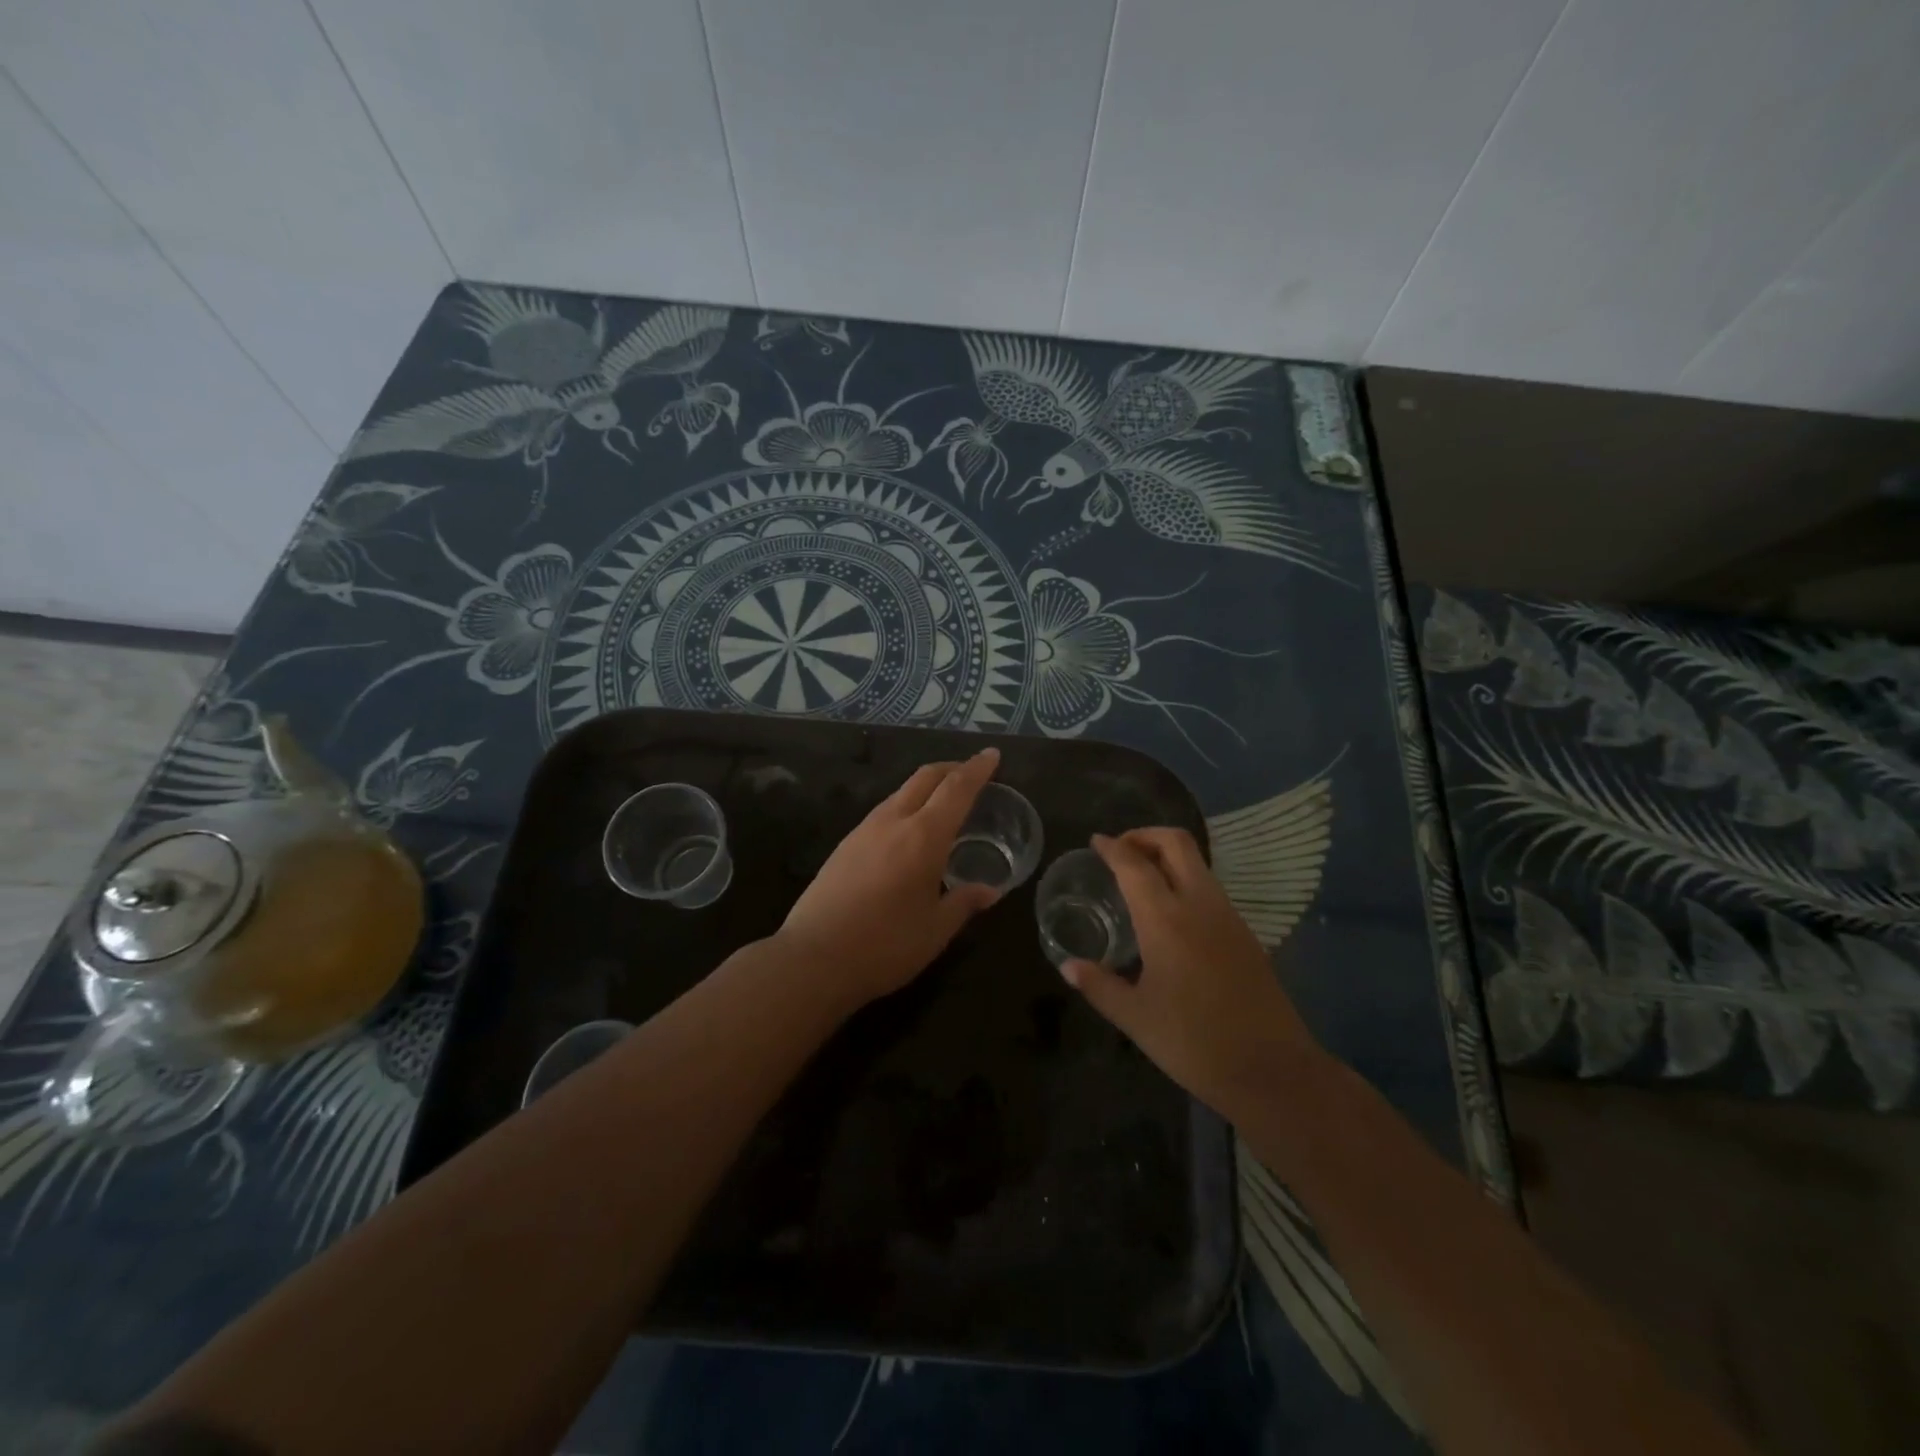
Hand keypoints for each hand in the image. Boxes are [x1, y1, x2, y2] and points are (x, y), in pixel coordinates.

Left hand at [776, 748, 1001, 1009]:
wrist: (813, 959)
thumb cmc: (885, 946)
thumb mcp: (935, 930)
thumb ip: (964, 902)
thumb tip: (990, 891)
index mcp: (923, 837)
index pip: (956, 789)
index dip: (976, 769)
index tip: (992, 755)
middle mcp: (893, 822)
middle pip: (924, 778)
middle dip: (951, 769)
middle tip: (971, 772)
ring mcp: (863, 830)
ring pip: (900, 792)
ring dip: (926, 787)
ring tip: (943, 801)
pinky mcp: (844, 845)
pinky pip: (883, 811)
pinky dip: (905, 806)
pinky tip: (908, 830)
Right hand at [1059, 828, 1322, 1117]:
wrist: (1272, 1071)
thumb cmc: (1194, 1042)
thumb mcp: (1135, 1018)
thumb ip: (1099, 985)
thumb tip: (1068, 967)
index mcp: (1166, 920)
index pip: (1134, 864)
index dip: (1112, 847)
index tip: (1095, 842)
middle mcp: (1199, 905)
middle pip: (1176, 843)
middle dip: (1145, 835)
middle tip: (1120, 851)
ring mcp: (1228, 916)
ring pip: (1197, 862)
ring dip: (1167, 855)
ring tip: (1141, 877)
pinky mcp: (1245, 933)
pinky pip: (1210, 887)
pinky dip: (1185, 879)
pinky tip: (1171, 911)